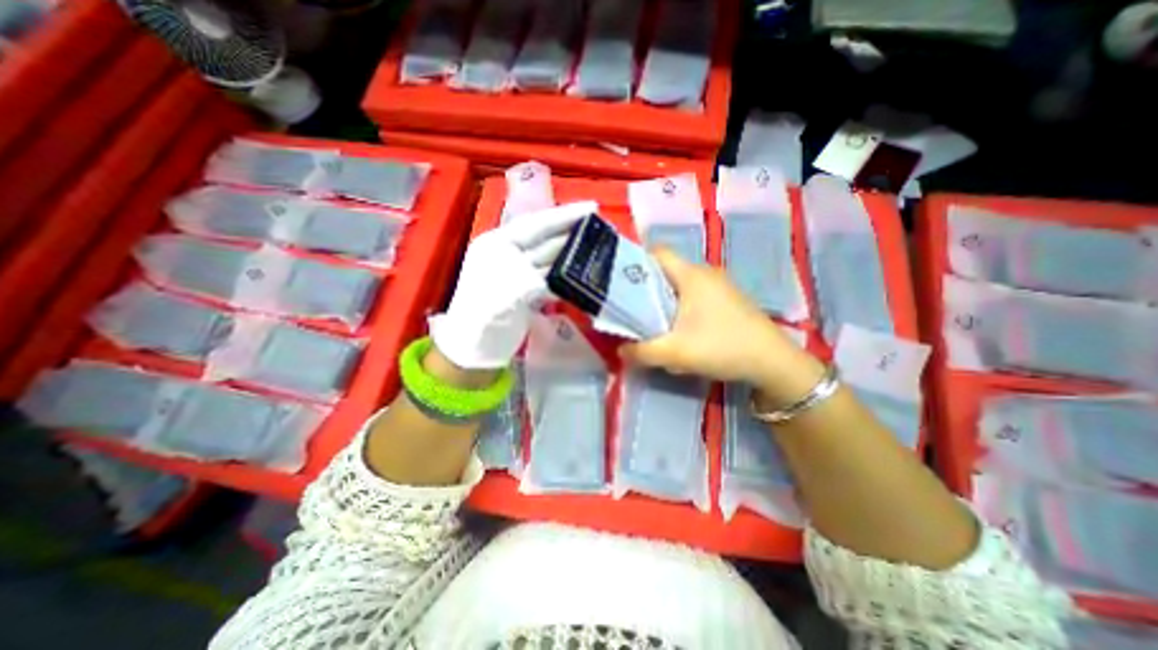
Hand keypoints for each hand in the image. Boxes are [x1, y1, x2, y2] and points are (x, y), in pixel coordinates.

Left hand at [424, 204, 589, 367]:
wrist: (475, 355)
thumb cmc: (477, 328)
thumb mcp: (493, 305)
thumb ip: (520, 286)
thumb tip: (547, 277)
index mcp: (497, 246)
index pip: (535, 225)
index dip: (563, 216)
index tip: (592, 208)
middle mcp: (509, 254)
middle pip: (546, 238)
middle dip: (573, 231)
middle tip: (603, 226)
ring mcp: (521, 273)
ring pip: (552, 257)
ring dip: (574, 252)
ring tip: (601, 247)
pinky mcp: (530, 291)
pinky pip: (553, 277)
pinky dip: (568, 275)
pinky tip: (584, 273)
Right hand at [625, 249, 821, 405]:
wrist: (773, 362)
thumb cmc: (722, 347)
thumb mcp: (675, 353)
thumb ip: (642, 352)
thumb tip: (620, 350)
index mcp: (692, 275)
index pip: (658, 252)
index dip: (637, 262)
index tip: (622, 283)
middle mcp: (706, 273)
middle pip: (667, 270)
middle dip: (647, 287)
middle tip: (632, 307)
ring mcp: (720, 285)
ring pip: (681, 284)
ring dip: (665, 299)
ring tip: (652, 320)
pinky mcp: (728, 299)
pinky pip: (695, 294)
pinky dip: (681, 306)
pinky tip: (680, 328)